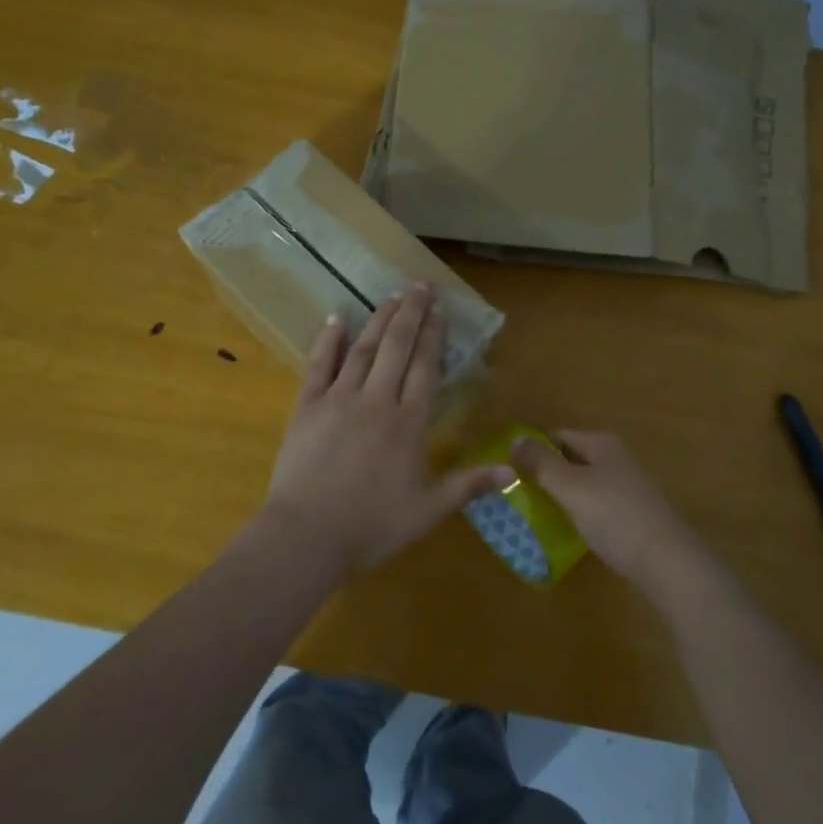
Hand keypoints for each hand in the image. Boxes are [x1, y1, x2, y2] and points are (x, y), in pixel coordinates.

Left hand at [262, 283, 510, 574]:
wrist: (307, 536)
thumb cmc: (372, 526)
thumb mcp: (428, 510)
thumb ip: (469, 485)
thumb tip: (514, 471)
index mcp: (408, 423)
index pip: (426, 368)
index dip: (434, 336)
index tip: (440, 310)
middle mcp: (377, 401)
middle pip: (397, 347)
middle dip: (411, 314)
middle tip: (420, 287)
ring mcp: (339, 399)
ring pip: (364, 349)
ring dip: (379, 319)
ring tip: (391, 296)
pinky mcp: (307, 407)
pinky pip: (319, 365)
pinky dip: (329, 340)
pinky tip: (337, 318)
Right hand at [511, 430, 705, 600]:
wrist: (666, 561)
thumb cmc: (613, 516)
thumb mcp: (570, 487)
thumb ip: (540, 463)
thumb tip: (515, 439)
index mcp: (602, 443)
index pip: (558, 436)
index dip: (533, 451)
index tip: (510, 473)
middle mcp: (617, 457)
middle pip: (571, 458)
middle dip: (546, 473)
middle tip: (519, 495)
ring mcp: (628, 485)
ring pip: (584, 482)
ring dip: (562, 494)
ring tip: (537, 514)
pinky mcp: (633, 512)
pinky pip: (597, 503)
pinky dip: (580, 511)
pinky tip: (569, 529)